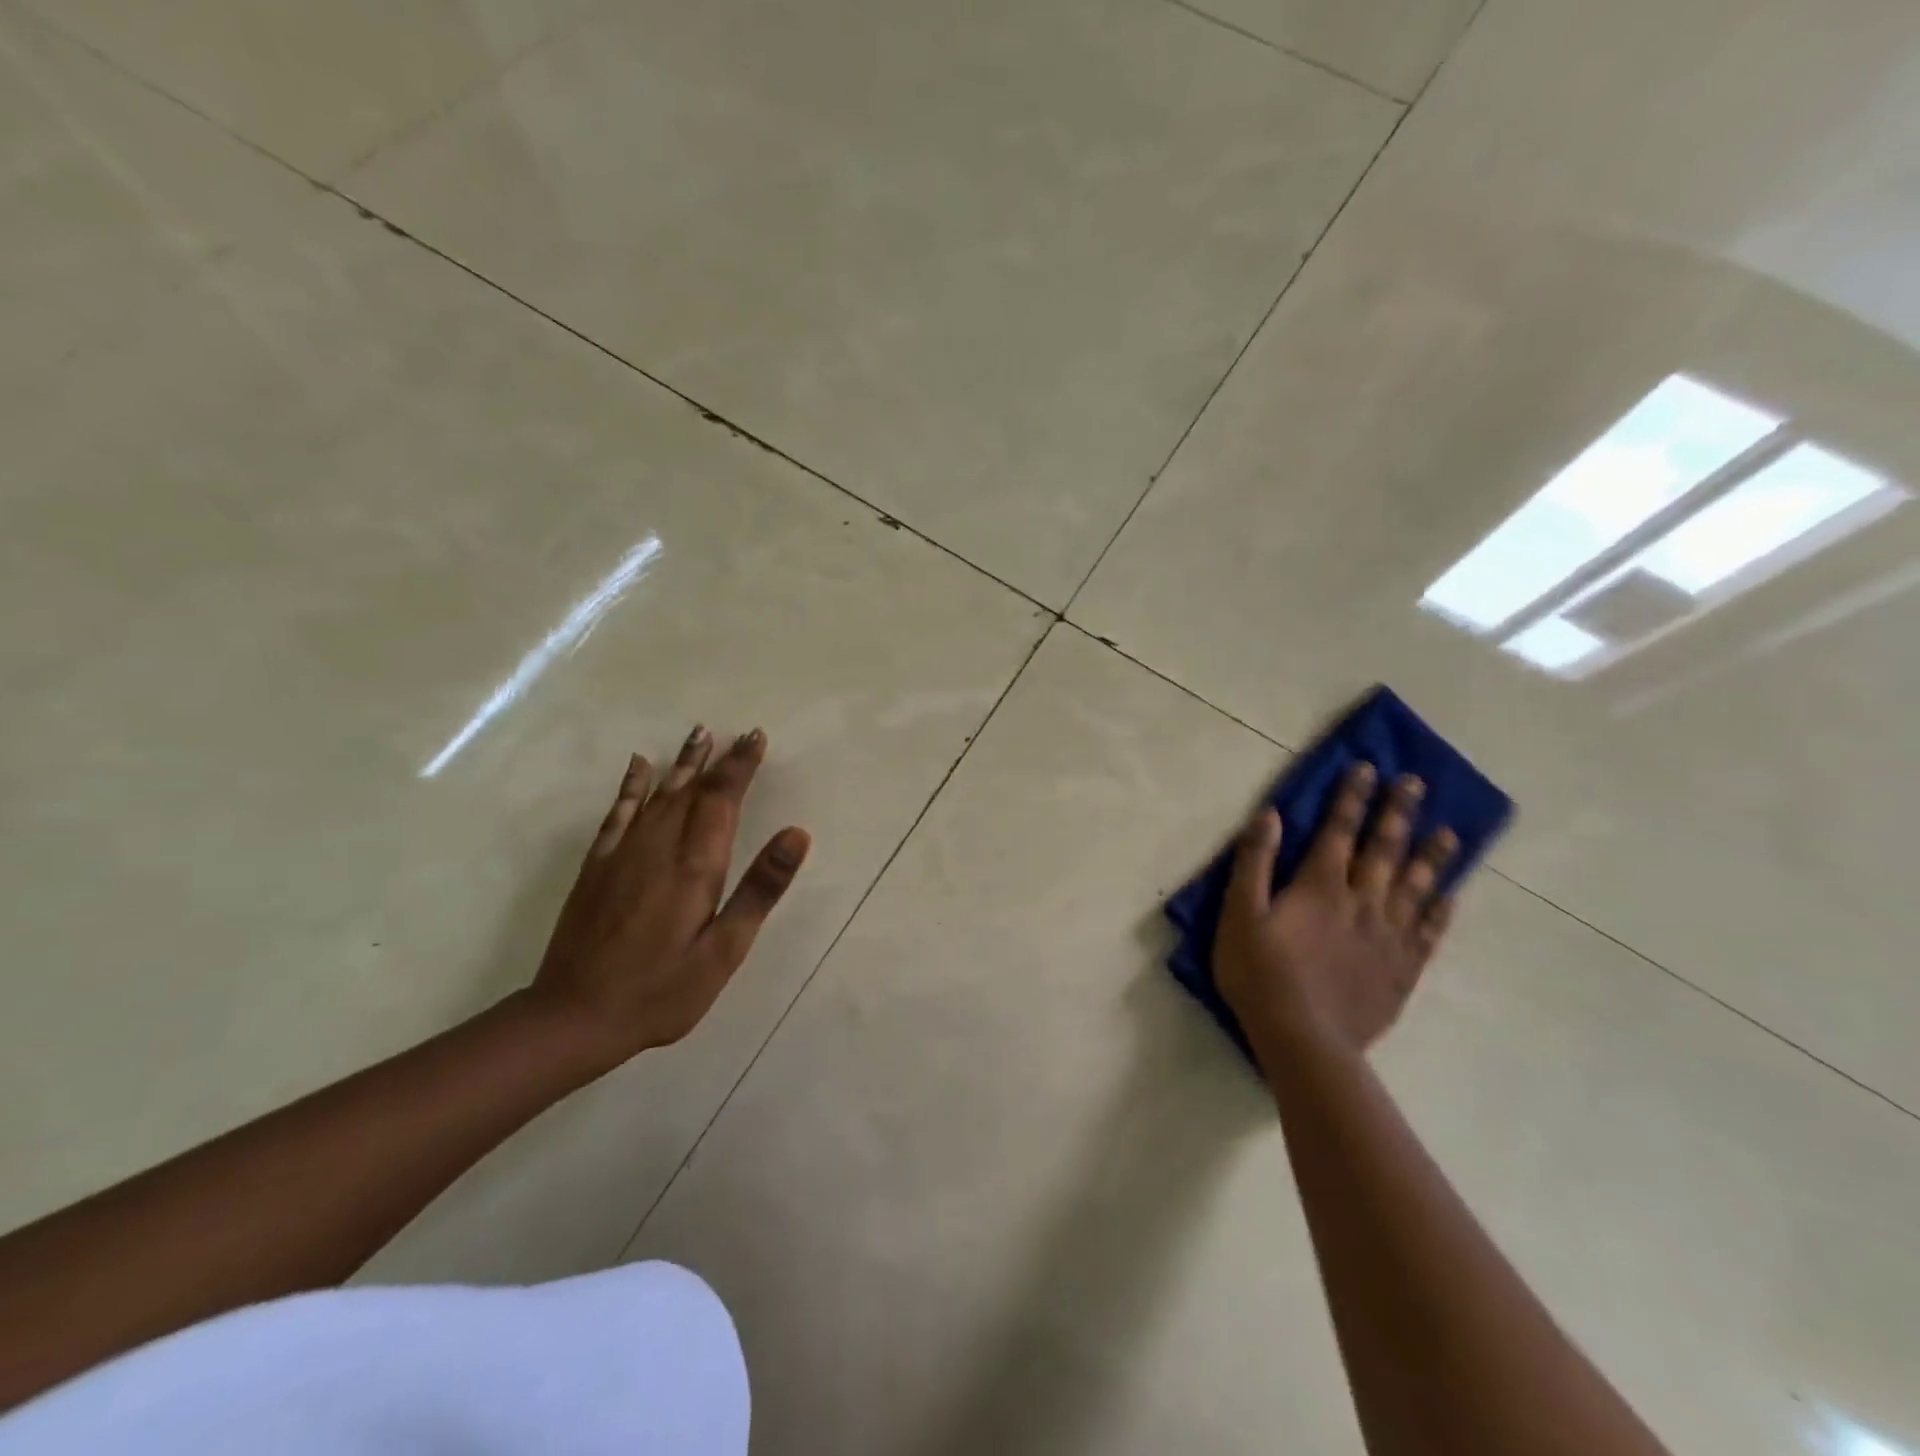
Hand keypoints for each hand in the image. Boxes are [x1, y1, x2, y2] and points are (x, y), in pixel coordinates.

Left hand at [527, 725, 810, 1064]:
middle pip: (692, 790)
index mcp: (695, 865)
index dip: (740, 767)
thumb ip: (760, 889)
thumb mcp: (724, 950)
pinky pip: (617, 813)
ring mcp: (623, 854)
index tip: (756, 739)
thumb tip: (796, 834)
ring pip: (658, 794)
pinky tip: (639, 766)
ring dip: (681, 763)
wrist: (575, 1016)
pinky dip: (631, 786)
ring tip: (698, 734)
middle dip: (718, 760)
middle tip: (739, 733)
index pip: (722, 799)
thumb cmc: (663, 990)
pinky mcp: (597, 867)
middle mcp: (659, 847)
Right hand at [1214, 763, 1456, 1060]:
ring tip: (1450, 831)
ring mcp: (1388, 937)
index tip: (1368, 769)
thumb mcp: (1239, 914)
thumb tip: (1270, 815)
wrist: (1303, 1040)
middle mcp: (1362, 902)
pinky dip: (1440, 911)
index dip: (1352, 797)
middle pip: (1385, 849)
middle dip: (1398, 813)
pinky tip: (1450, 896)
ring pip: (1416, 886)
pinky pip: (1428, 932)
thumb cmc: (1261, 974)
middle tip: (1416, 783)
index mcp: (1321, 886)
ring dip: (1432, 856)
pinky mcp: (1402, 969)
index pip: (1340, 830)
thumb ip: (1255, 862)